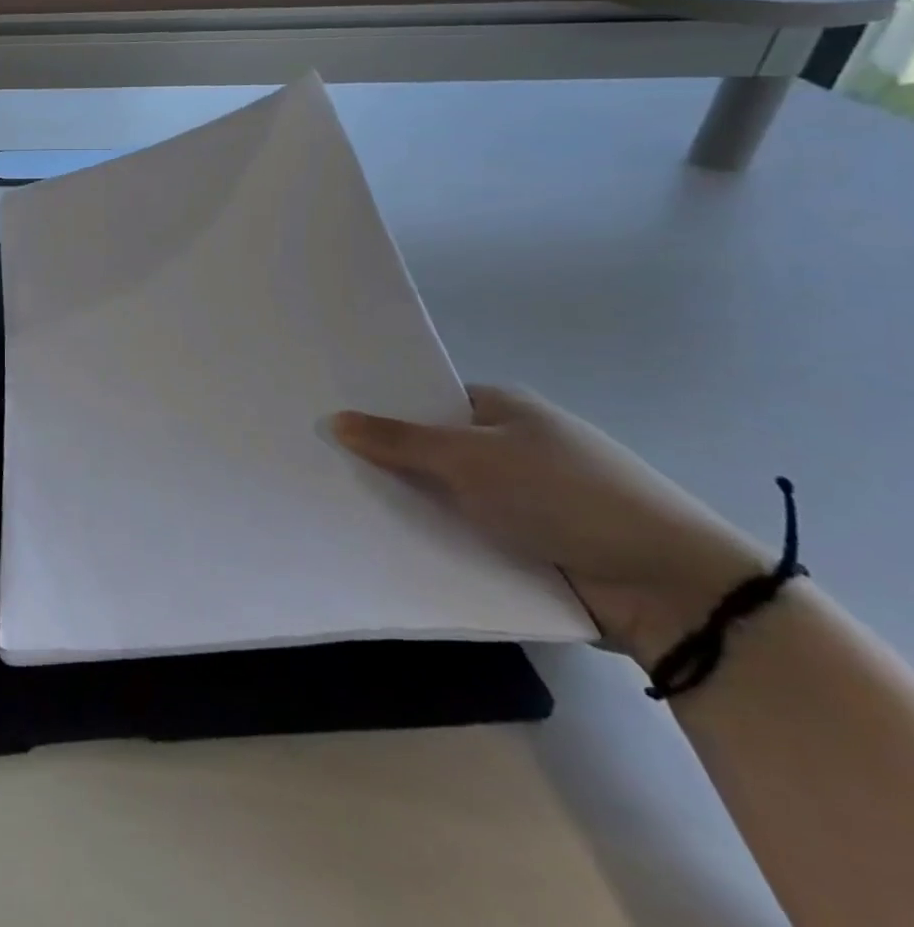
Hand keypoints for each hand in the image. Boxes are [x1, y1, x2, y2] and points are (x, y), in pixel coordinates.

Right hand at [331, 386, 768, 665]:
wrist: (670, 589)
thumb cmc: (566, 495)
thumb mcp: (471, 459)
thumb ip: (399, 441)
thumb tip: (334, 419)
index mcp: (502, 409)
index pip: (425, 400)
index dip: (379, 408)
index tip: (325, 419)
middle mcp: (508, 448)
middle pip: (429, 449)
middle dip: (384, 460)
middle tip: (318, 464)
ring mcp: (519, 500)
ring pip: (444, 496)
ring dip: (407, 504)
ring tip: (335, 504)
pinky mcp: (526, 547)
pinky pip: (463, 535)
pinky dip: (434, 539)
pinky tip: (382, 543)